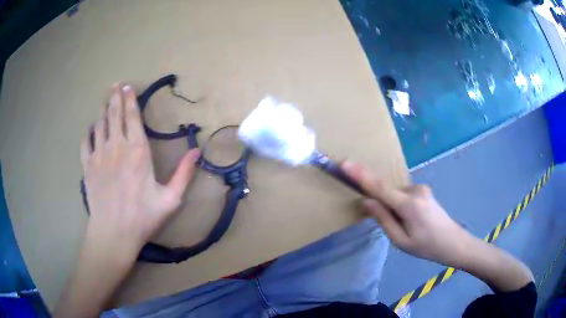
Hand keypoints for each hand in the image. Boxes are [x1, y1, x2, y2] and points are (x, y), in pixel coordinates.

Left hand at [81, 84, 199, 252]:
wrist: (113, 234)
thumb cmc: (143, 218)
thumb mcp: (170, 199)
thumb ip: (184, 174)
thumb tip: (197, 151)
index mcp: (138, 152)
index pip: (132, 117)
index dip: (130, 100)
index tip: (128, 87)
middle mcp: (117, 147)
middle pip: (114, 114)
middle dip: (115, 97)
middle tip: (115, 85)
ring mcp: (99, 155)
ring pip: (99, 124)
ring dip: (102, 110)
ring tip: (104, 101)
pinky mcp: (88, 167)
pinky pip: (86, 142)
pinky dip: (88, 132)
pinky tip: (91, 129)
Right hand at [342, 161, 473, 266]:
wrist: (453, 242)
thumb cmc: (426, 247)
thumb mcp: (401, 240)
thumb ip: (383, 219)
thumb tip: (367, 202)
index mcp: (408, 205)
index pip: (379, 187)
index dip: (361, 176)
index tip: (345, 164)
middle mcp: (415, 190)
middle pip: (388, 193)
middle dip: (383, 206)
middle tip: (396, 228)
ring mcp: (421, 189)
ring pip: (396, 196)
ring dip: (394, 209)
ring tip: (408, 228)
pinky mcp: (424, 191)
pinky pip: (404, 196)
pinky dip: (400, 206)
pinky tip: (412, 222)